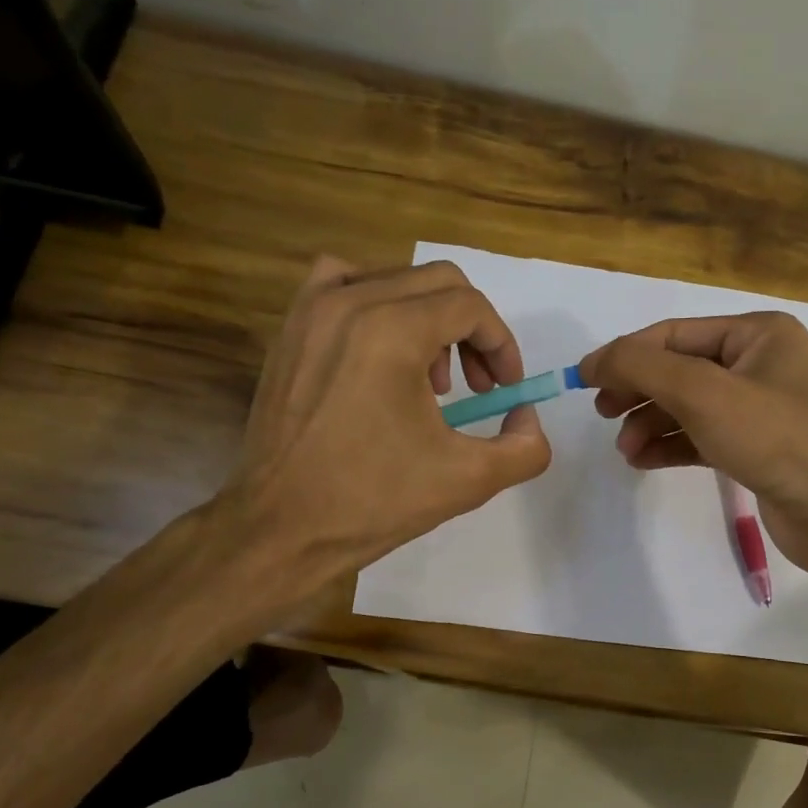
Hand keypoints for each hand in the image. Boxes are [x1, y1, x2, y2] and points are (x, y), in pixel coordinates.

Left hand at [212, 256, 551, 592]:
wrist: (282, 527)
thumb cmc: (373, 501)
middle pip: (437, 283)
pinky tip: (379, 349)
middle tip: (477, 386)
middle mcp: (349, 302)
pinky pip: (342, 284)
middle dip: (472, 330)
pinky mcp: (290, 329)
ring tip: (430, 378)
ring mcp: (312, 310)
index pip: (470, 307)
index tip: (505, 389)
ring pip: (394, 280)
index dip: (502, 345)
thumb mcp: (469, 480)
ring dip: (428, 318)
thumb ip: (525, 446)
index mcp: (392, 331)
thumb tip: (525, 414)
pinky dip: (375, 303)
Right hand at [577, 313, 807, 575]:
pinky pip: (699, 436)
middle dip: (638, 392)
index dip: (625, 354)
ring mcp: (756, 408)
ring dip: (650, 424)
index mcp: (757, 334)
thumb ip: (641, 367)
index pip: (674, 334)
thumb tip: (593, 361)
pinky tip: (643, 460)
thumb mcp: (701, 392)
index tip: (583, 379)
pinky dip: (669, 445)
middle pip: (678, 369)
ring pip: (686, 406)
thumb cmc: (772, 437)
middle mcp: (758, 363)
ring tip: (626, 450)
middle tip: (603, 414)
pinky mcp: (753, 447)